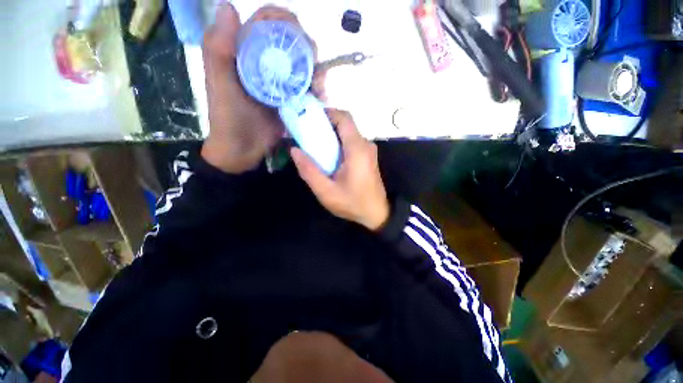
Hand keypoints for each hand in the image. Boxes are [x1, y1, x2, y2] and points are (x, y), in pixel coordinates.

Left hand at [201, 4, 325, 172]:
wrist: (243, 149)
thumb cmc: (229, 118)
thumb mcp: (219, 84)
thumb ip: (218, 49)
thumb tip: (229, 6)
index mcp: (247, 51)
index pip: (268, 22)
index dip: (284, 20)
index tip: (297, 34)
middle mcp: (267, 62)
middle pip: (292, 41)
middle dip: (306, 47)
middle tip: (312, 66)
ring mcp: (282, 81)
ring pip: (304, 64)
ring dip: (316, 69)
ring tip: (318, 85)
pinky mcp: (292, 99)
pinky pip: (309, 87)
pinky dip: (318, 88)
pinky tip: (321, 95)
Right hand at [291, 110, 389, 230]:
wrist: (376, 213)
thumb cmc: (353, 203)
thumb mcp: (326, 192)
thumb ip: (309, 171)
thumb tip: (294, 150)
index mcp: (357, 149)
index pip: (344, 118)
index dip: (327, 113)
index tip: (309, 119)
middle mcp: (365, 145)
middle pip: (345, 124)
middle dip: (325, 125)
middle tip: (307, 135)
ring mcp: (368, 150)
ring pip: (347, 133)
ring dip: (331, 135)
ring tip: (314, 147)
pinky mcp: (367, 156)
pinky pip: (351, 143)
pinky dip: (338, 143)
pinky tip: (328, 157)